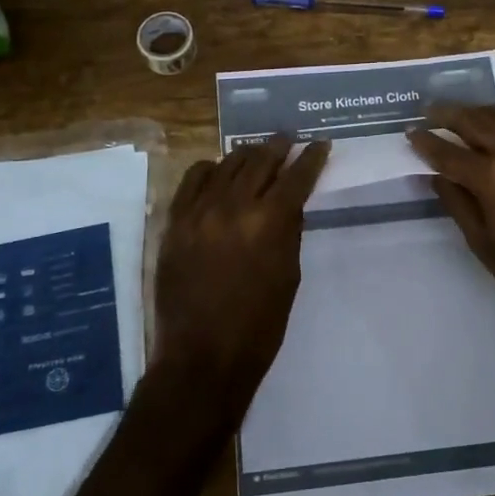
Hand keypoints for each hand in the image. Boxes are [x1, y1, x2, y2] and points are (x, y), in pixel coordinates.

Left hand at [153, 135, 330, 424]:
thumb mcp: (288, 276)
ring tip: (257, 152)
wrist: (202, 356)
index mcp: (270, 223)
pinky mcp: (174, 222)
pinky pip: (191, 180)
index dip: (312, 158)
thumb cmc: (259, 326)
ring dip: (246, 155)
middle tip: (289, 139)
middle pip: (260, 160)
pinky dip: (209, 170)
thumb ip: (289, 232)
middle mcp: (234, 206)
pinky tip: (218, 172)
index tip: (320, 144)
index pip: (297, 177)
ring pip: (226, 164)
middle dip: (279, 146)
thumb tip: (289, 202)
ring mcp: (199, 211)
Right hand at [408, 104, 494, 334]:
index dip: (426, 142)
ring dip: (484, 113)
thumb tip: (436, 177)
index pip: (448, 153)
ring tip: (468, 115)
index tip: (410, 132)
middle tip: (431, 111)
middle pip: (476, 121)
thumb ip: (458, 205)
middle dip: (450, 114)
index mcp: (493, 178)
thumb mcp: (484, 246)